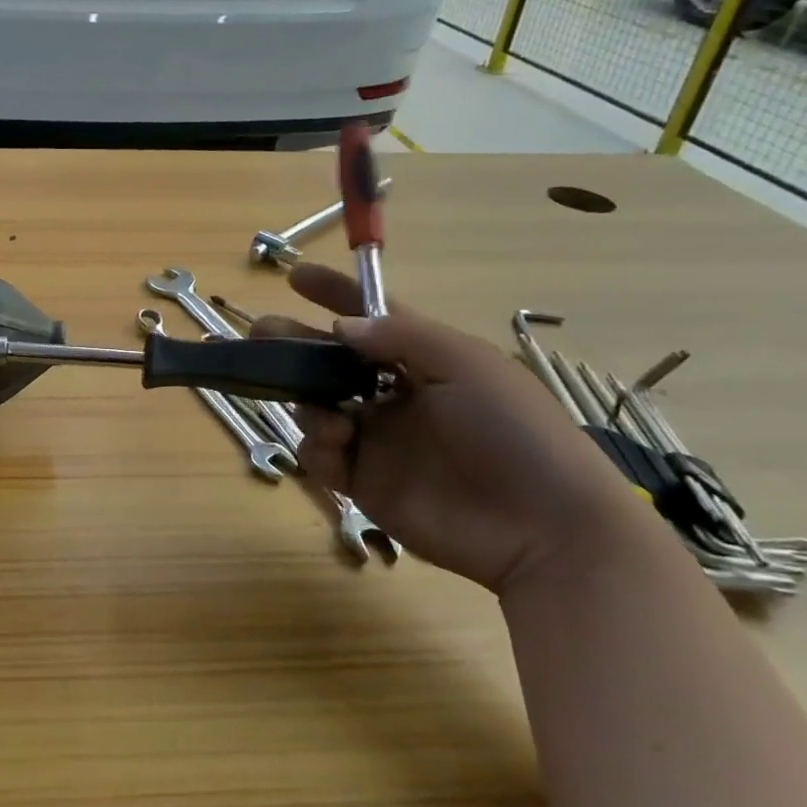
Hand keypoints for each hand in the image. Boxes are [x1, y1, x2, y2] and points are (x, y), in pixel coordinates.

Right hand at [258, 264, 652, 595]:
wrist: (543, 530)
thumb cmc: (514, 432)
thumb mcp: (467, 365)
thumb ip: (401, 337)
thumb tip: (341, 327)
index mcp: (422, 361)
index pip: (371, 318)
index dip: (334, 295)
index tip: (294, 276)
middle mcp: (393, 395)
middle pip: (330, 362)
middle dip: (295, 345)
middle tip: (263, 336)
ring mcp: (377, 439)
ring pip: (316, 407)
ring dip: (309, 402)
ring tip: (329, 418)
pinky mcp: (364, 482)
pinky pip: (320, 456)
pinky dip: (318, 448)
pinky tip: (337, 449)